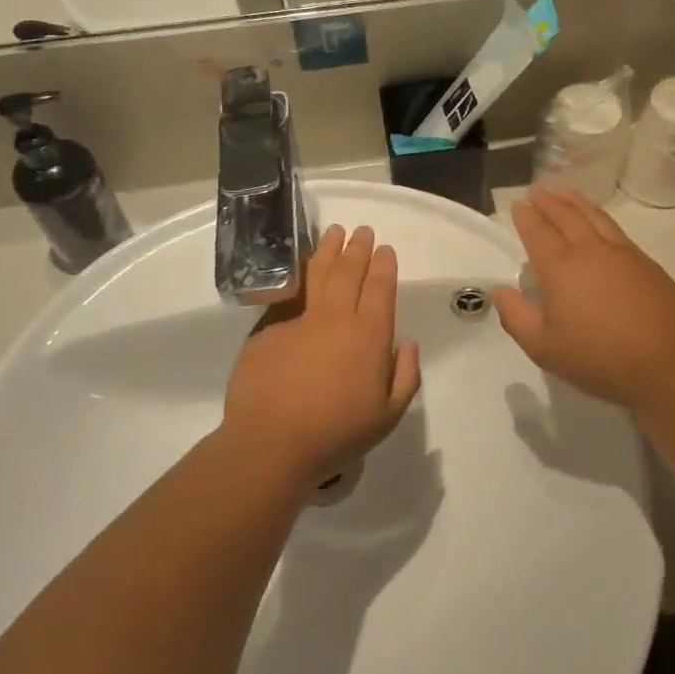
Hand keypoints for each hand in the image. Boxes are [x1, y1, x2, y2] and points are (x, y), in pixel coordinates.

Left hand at [222, 225, 421, 490]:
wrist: (271, 442)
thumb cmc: (336, 434)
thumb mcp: (387, 416)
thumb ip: (405, 377)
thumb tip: (406, 344)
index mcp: (368, 336)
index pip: (379, 289)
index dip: (383, 266)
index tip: (385, 249)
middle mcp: (335, 318)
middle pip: (349, 272)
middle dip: (358, 249)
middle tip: (362, 231)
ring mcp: (298, 319)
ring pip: (317, 274)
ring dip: (328, 250)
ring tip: (334, 233)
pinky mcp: (268, 328)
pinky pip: (288, 294)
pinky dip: (297, 275)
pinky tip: (300, 266)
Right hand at [493, 188, 674, 410]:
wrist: (666, 365)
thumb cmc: (598, 358)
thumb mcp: (543, 347)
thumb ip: (516, 316)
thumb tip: (500, 290)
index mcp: (560, 267)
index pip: (538, 232)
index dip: (526, 217)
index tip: (518, 204)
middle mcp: (590, 250)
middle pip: (566, 216)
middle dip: (549, 202)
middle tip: (537, 191)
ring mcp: (622, 253)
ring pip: (594, 216)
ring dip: (576, 202)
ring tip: (564, 193)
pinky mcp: (646, 262)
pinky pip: (615, 229)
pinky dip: (600, 217)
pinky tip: (599, 222)